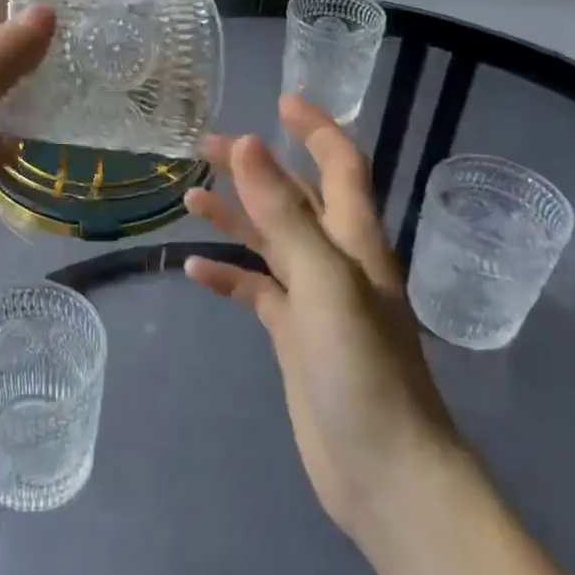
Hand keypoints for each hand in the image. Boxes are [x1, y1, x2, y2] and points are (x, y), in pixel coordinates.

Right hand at [185, 96, 460, 541]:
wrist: (385, 474)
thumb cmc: (363, 370)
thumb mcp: (323, 281)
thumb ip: (284, 213)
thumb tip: (248, 144)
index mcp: (354, 241)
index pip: (340, 166)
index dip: (316, 130)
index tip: (282, 101)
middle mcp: (336, 261)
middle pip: (293, 198)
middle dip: (255, 168)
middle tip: (205, 146)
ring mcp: (314, 300)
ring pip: (270, 243)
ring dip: (235, 217)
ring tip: (190, 198)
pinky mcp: (294, 337)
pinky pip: (256, 292)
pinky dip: (228, 277)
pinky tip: (195, 271)